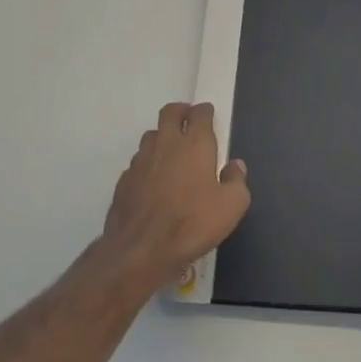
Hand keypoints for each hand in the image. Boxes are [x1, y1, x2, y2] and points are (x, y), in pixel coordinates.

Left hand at [103, 102, 250, 288]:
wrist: (141, 250)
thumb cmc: (193, 223)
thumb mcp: (231, 206)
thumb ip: (237, 181)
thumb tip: (234, 166)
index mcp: (194, 144)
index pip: (199, 113)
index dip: (205, 111)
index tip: (209, 115)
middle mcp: (166, 144)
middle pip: (170, 112)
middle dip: (181, 112)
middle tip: (188, 121)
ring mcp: (141, 161)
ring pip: (151, 136)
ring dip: (162, 137)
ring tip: (172, 152)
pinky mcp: (124, 180)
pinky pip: (138, 162)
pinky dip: (148, 163)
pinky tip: (153, 181)